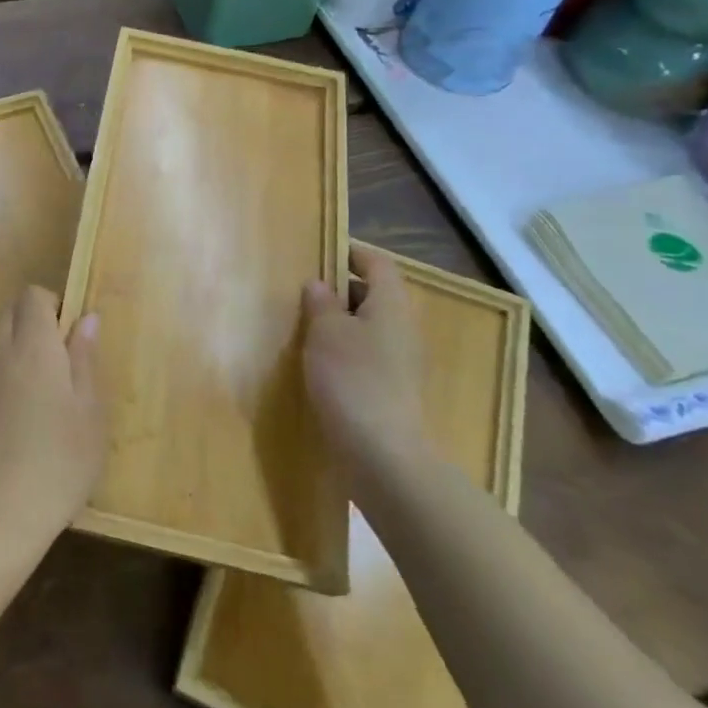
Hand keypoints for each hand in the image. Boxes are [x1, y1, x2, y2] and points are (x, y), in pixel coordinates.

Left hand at [0, 286, 105, 563]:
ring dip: (19, 347)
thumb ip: (85, 359)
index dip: (53, 302)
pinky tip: (21, 418)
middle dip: (34, 318)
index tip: (72, 332)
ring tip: (45, 391)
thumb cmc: (59, 463)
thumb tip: (86, 318)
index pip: (32, 296)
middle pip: (9, 311)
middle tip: (63, 357)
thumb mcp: (89, 413)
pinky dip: (5, 374)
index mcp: (33, 348)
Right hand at [303, 243, 424, 488]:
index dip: (351, 253)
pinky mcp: (392, 390)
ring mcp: (400, 362)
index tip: (321, 253)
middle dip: (341, 290)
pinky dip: (345, 351)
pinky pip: (367, 355)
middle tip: (304, 293)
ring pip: (369, 327)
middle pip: (375, 294)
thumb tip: (320, 285)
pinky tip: (318, 364)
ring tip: (305, 327)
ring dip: (340, 323)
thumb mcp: (326, 332)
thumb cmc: (352, 379)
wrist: (382, 454)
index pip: (378, 263)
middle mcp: (402, 328)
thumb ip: (321, 303)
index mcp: (391, 304)